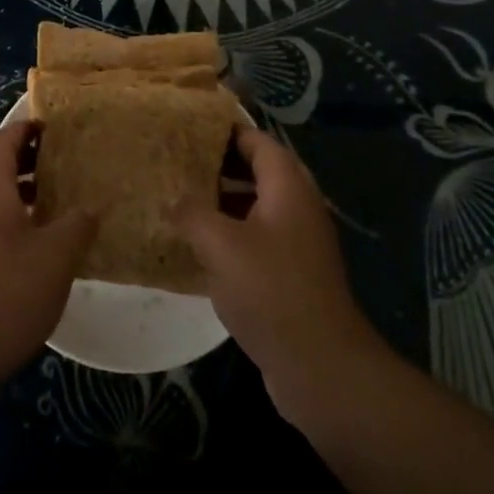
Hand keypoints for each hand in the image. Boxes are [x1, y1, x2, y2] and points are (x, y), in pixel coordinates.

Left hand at [0, 122, 96, 377]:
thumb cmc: (5, 293)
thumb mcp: (56, 257)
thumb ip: (77, 226)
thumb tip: (88, 209)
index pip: (2, 140)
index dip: (25, 129)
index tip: (50, 129)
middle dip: (15, 158)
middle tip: (49, 165)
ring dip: (8, 189)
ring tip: (44, 204)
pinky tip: (26, 245)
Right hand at [171, 125, 376, 426]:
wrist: (320, 365)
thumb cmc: (270, 290)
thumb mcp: (220, 245)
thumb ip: (193, 213)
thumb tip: (174, 199)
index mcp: (288, 187)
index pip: (257, 141)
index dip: (225, 131)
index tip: (189, 127)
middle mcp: (298, 207)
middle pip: (258, 171)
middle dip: (220, 165)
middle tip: (178, 162)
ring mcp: (298, 242)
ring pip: (257, 206)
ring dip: (223, 201)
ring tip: (181, 199)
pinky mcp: (293, 273)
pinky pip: (258, 238)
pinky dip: (231, 233)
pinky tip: (199, 246)